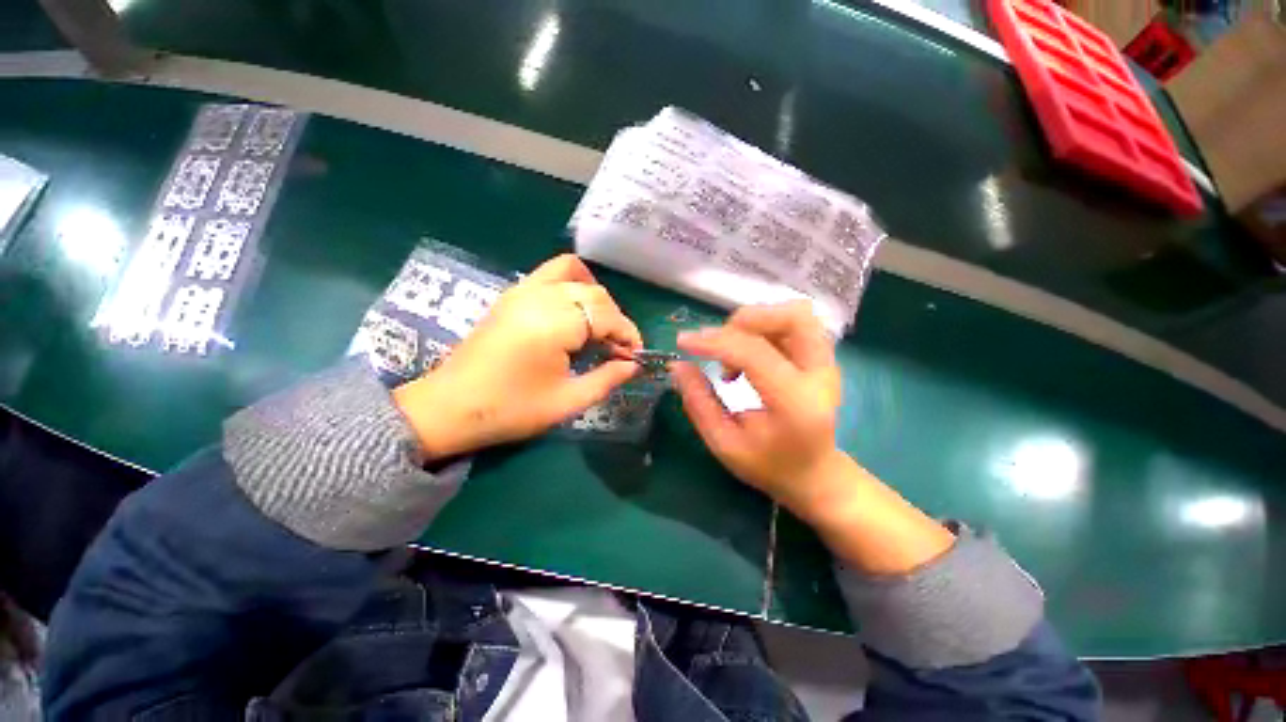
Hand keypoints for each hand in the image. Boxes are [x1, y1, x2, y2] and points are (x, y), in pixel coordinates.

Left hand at [393, 254, 642, 459]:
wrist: (450, 407)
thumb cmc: (511, 409)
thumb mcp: (567, 402)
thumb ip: (607, 379)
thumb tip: (633, 366)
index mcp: (555, 324)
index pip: (608, 316)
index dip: (628, 335)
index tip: (635, 357)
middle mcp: (540, 297)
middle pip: (596, 294)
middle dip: (615, 320)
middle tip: (617, 350)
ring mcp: (523, 290)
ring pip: (576, 275)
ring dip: (595, 299)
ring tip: (598, 327)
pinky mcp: (512, 294)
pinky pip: (551, 273)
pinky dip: (572, 283)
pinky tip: (574, 311)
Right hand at [671, 301, 845, 518]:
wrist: (814, 474)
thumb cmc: (768, 465)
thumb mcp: (724, 443)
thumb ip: (699, 402)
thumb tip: (678, 366)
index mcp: (795, 403)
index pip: (754, 353)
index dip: (714, 342)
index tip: (683, 342)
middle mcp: (820, 375)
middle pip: (792, 316)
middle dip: (745, 321)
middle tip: (720, 345)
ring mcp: (827, 363)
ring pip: (795, 313)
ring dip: (756, 322)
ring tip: (734, 351)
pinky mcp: (823, 358)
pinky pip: (793, 323)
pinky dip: (764, 328)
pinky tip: (749, 353)